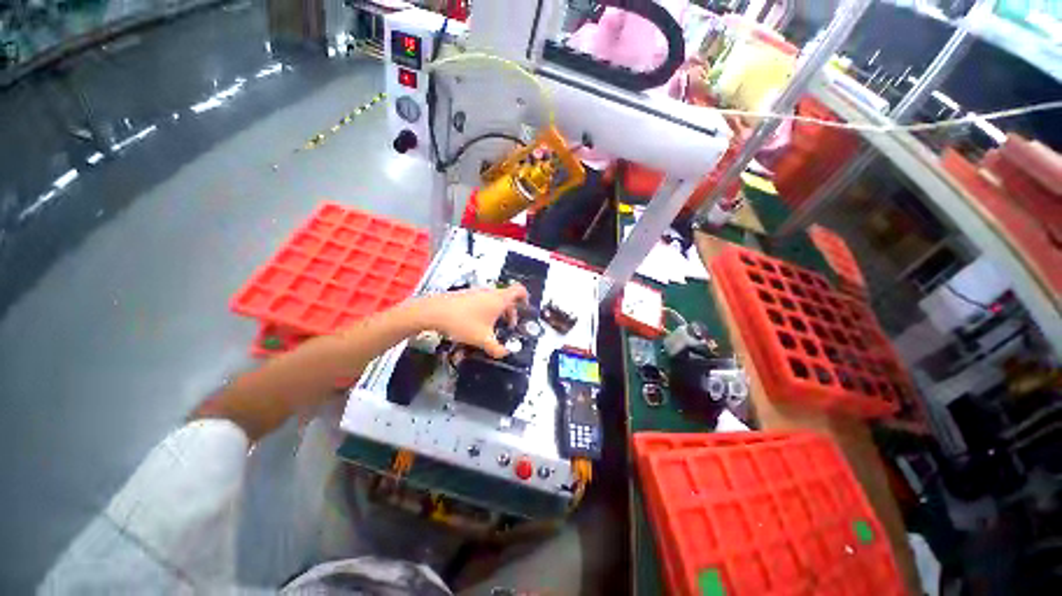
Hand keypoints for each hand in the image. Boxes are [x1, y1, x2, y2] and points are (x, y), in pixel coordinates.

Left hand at [417, 284, 528, 357]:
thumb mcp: (482, 339)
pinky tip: (477, 323)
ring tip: (492, 327)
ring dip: (498, 312)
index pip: (519, 290)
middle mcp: (491, 292)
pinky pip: (483, 300)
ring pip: (495, 300)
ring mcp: (478, 292)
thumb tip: (505, 354)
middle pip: (508, 298)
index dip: (525, 298)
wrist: (435, 311)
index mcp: (500, 299)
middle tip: (508, 327)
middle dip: (511, 312)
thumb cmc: (464, 323)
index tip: (525, 309)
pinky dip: (487, 309)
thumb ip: (496, 348)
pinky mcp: (467, 294)